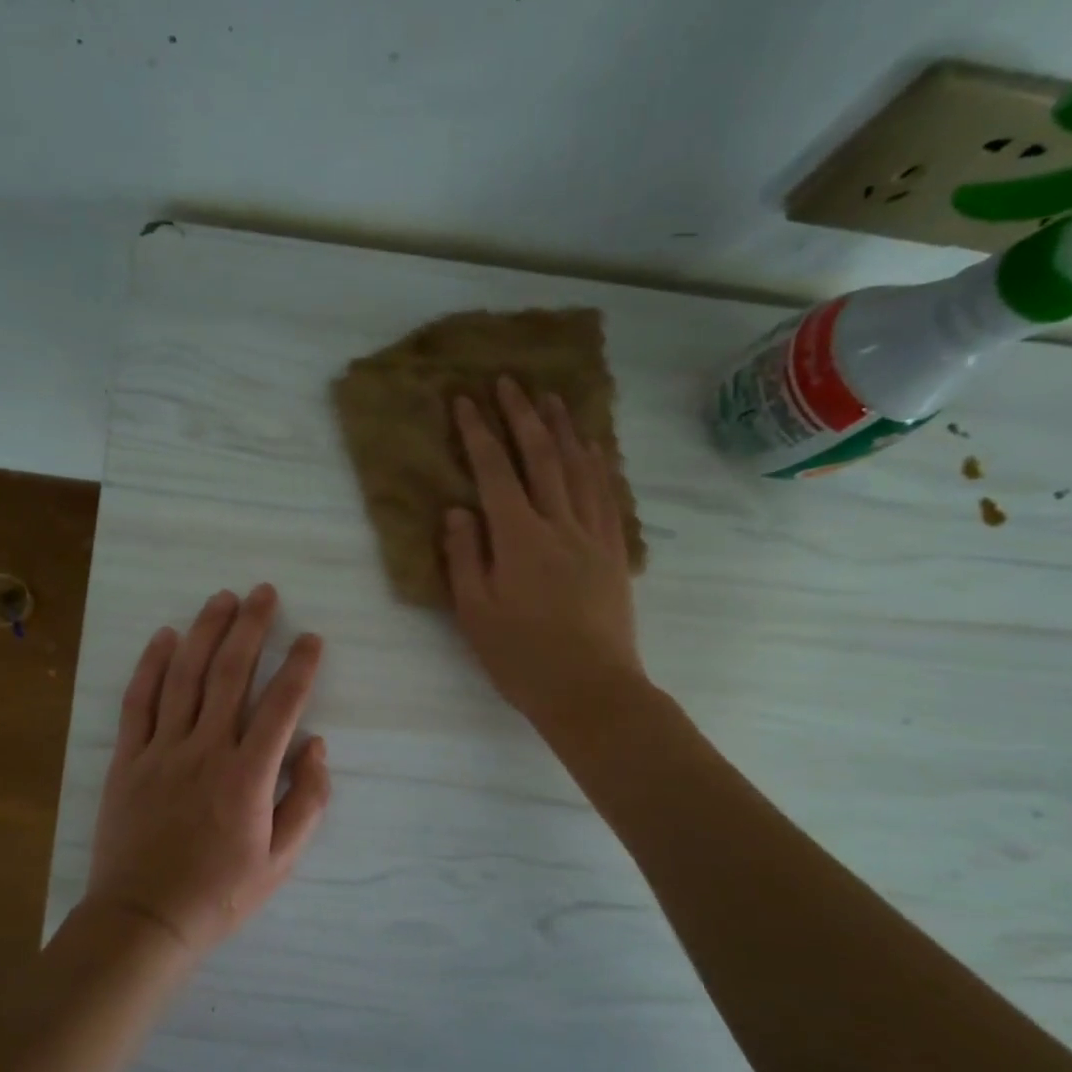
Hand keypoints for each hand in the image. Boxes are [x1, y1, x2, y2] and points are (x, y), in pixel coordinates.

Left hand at [84, 584, 329, 958]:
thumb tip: (317, 746)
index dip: (300, 667)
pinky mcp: (128, 758)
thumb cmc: (220, 893)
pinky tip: (165, 636)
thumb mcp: (282, 861)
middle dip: (251, 627)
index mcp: (248, 776)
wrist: (144, 919)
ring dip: (205, 632)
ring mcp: (162, 750)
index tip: (311, 639)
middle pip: (230, 674)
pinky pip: (139, 701)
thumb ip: (307, 801)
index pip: (281, 705)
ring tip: (223, 599)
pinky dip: (152, 665)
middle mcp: (206, 750)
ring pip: (185, 676)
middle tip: (264, 593)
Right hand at [445, 377, 646, 728]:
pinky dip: (598, 464)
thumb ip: (463, 556)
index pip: (494, 472)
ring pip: (579, 468)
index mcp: (518, 538)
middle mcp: (558, 524)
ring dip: (564, 429)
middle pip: (540, 457)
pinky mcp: (614, 552)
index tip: (465, 400)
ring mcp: (593, 535)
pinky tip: (594, 448)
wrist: (591, 689)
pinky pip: (607, 495)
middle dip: (522, 415)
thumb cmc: (521, 657)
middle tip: (509, 381)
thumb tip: (457, 510)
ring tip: (552, 398)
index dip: (478, 432)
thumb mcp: (475, 612)